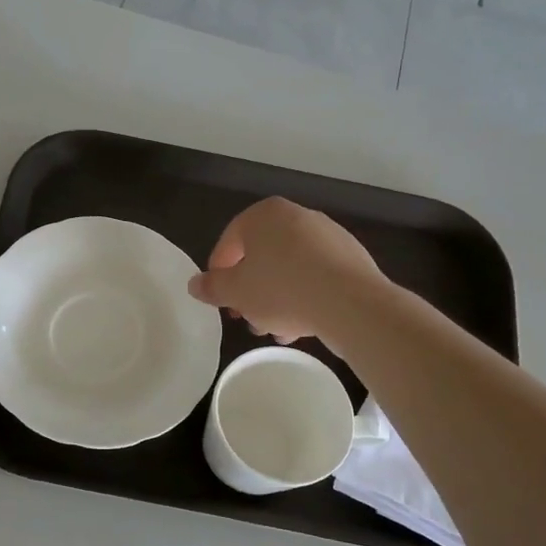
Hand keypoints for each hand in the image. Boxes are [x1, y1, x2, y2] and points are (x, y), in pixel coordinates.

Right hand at [188, 197, 383, 343]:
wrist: (350, 303)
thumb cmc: (281, 290)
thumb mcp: (235, 293)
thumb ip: (212, 287)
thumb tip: (195, 284)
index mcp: (263, 215)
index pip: (229, 242)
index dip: (219, 275)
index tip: (221, 301)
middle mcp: (296, 216)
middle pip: (262, 256)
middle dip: (251, 290)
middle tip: (247, 318)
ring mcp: (328, 235)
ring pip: (290, 268)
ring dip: (277, 298)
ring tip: (275, 329)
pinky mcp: (351, 258)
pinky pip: (316, 276)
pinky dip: (305, 296)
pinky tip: (302, 324)